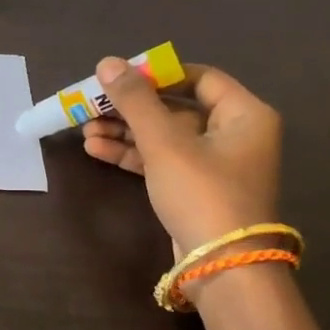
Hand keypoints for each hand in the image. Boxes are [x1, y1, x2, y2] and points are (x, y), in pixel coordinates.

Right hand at [80, 59, 281, 257]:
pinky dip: (131, 155)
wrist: (221, 266)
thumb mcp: (165, 143)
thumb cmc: (202, 193)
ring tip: (85, 130)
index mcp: (244, 114)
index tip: (120, 76)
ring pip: (163, 137)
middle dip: (131, 108)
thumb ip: (135, 101)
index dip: (158, 74)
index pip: (200, 78)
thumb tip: (108, 63)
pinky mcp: (193, 189)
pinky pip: (160, 161)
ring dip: (125, 132)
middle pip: (175, 109)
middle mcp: (234, 135)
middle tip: (92, 105)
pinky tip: (96, 150)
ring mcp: (213, 165)